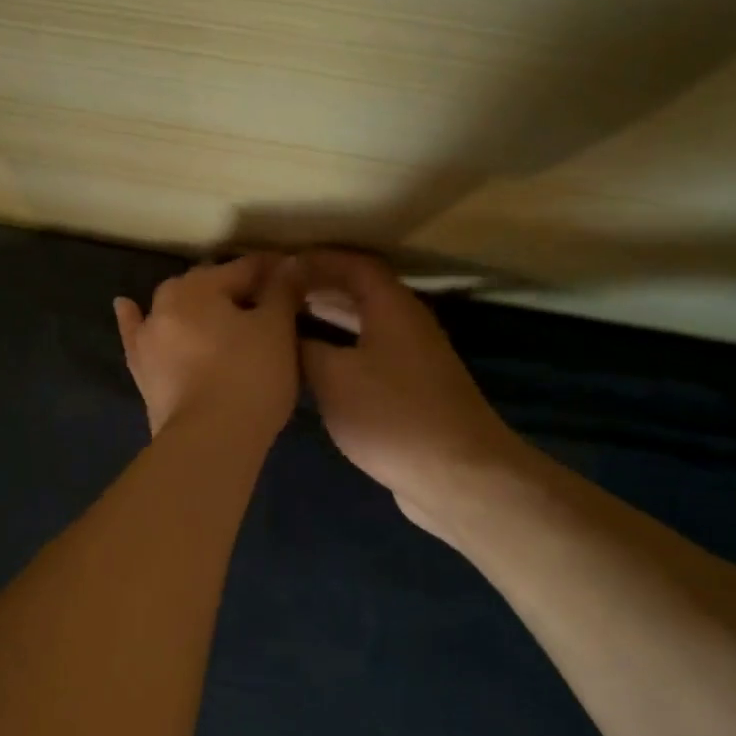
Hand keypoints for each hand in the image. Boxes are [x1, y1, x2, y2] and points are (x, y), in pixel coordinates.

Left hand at [115, 254, 304, 439]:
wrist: (209, 439)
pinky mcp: (140, 369)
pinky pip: (137, 334)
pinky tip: (126, 306)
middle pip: (209, 286)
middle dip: (236, 290)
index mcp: (200, 285)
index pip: (245, 268)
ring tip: (219, 315)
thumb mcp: (277, 329)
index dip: (274, 271)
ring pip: (176, 309)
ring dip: (197, 308)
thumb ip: (282, 290)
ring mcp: (148, 336)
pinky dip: (135, 319)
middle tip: (267, 306)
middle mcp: (166, 301)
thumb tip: (288, 263)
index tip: (296, 279)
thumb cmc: (250, 377)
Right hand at [298, 251, 532, 538]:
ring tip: (288, 323)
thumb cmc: (391, 415)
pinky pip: (369, 355)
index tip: (279, 267)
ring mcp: (413, 359)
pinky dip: (340, 350)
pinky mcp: (412, 392)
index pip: (353, 265)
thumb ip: (304, 348)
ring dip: (329, 319)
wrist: (457, 475)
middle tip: (277, 294)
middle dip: (319, 287)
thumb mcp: (333, 377)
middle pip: (361, 292)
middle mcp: (407, 324)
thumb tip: (285, 333)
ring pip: (365, 325)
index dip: (316, 260)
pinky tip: (315, 369)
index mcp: (392, 307)